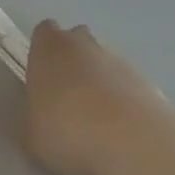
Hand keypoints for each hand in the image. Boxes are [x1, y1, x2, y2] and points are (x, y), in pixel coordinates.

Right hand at [23, 20, 164, 174]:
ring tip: (97, 123)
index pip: (43, 32)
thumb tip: (34, 121)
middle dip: (72, 63)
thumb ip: (29, 121)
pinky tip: (120, 132)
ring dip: (99, 83)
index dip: (42, 53)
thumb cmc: (69, 130)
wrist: (133, 142)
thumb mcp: (31, 136)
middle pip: (75, 41)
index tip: (42, 80)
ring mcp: (117, 59)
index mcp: (49, 46)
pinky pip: (125, 85)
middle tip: (67, 101)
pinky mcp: (145, 80)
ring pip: (102, 62)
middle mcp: (82, 42)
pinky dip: (121, 101)